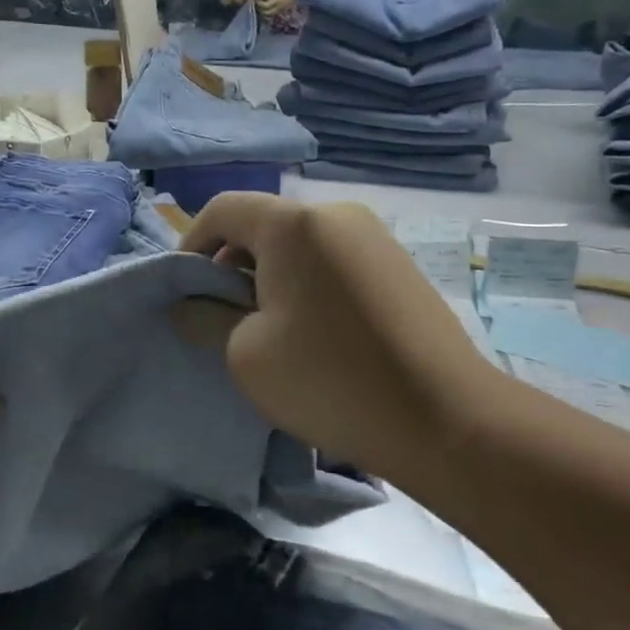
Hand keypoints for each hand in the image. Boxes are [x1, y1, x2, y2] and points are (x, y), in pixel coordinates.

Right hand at [173, 194, 502, 479]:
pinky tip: (311, 332)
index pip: (222, 210)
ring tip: (265, 329)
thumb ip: (204, 316)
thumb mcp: (245, 352)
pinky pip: (331, 260)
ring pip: (298, 244)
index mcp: (293, 225)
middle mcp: (336, 215)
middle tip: (221, 317)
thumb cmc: (329, 379)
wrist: (446, 419)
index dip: (190, 244)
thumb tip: (188, 303)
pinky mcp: (397, 265)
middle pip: (262, 225)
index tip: (183, 291)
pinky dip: (305, 284)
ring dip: (268, 277)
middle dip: (230, 265)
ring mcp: (374, 238)